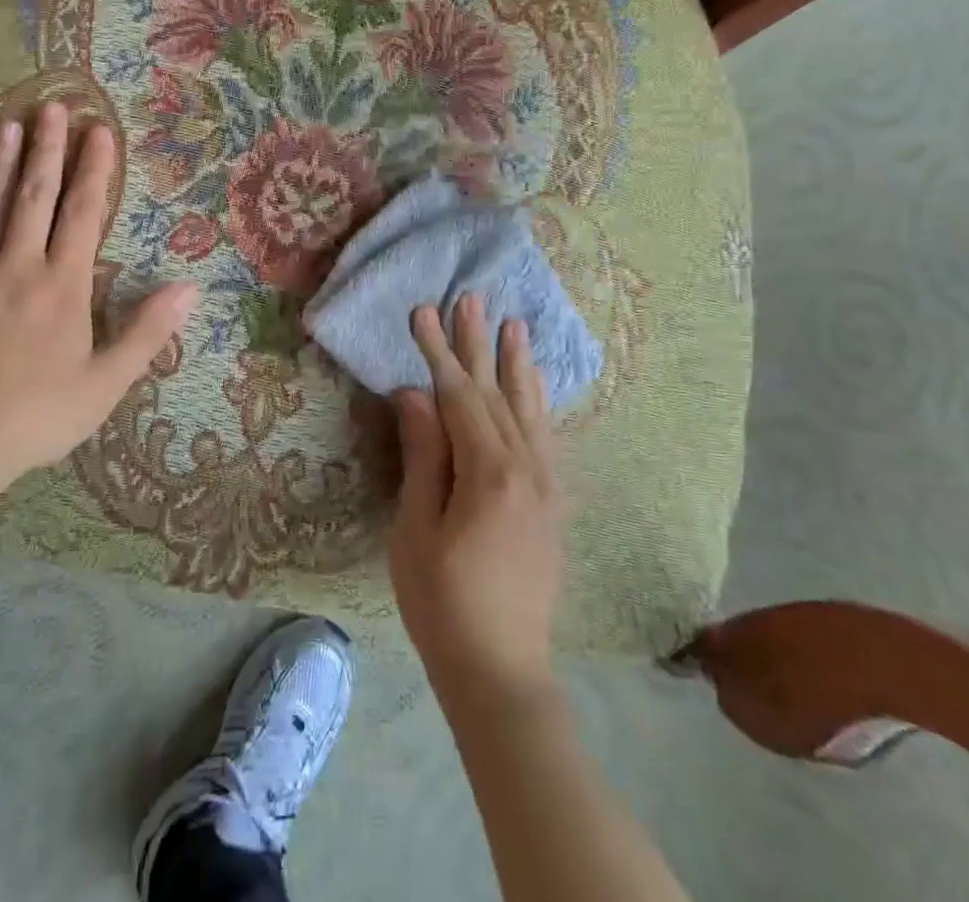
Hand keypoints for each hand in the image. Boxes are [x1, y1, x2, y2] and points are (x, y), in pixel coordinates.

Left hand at [0, 102, 197, 488]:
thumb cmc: (36, 414)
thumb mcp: (106, 382)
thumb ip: (147, 331)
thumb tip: (189, 288)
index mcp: (63, 284)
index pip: (83, 213)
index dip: (94, 169)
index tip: (100, 130)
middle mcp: (19, 264)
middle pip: (35, 195)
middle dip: (48, 149)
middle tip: (51, 106)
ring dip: (0, 164)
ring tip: (7, 125)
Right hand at [389, 294, 564, 707]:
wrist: (502, 671)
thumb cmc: (443, 602)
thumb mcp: (417, 528)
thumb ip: (424, 455)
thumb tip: (415, 394)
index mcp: (489, 473)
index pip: (459, 395)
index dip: (438, 352)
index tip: (423, 311)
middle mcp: (528, 468)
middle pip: (497, 392)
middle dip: (478, 344)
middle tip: (471, 298)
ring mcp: (547, 485)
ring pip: (530, 409)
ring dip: (518, 364)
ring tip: (515, 325)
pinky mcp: (553, 503)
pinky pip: (546, 437)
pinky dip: (538, 403)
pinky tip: (535, 386)